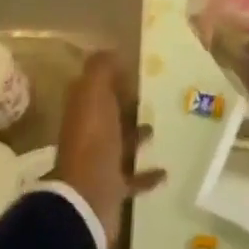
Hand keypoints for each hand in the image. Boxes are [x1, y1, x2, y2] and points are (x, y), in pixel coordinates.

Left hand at [53, 52, 165, 246]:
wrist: (88, 198)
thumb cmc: (93, 140)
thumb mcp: (94, 94)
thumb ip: (101, 69)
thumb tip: (110, 50)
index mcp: (83, 110)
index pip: (97, 87)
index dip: (115, 77)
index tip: (142, 69)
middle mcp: (89, 134)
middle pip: (110, 114)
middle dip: (129, 105)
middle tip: (159, 96)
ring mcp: (100, 163)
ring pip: (121, 143)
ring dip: (138, 135)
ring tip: (162, 126)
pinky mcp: (113, 188)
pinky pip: (132, 177)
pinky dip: (147, 174)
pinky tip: (165, 169)